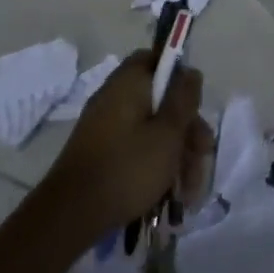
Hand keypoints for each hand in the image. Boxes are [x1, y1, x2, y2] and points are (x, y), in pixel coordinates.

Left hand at [39, 50, 212, 237]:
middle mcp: (115, 97)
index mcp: (128, 82)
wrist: (71, 215)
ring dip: (177, 153)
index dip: (180, 76)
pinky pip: (138, 147)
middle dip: (187, 128)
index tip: (196, 104)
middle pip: (161, 99)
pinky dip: (157, 164)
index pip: (156, 58)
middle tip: (202, 156)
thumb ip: (184, 99)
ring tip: (190, 189)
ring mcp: (106, 126)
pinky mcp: (103, 152)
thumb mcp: (168, 132)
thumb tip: (190, 71)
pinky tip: (172, 193)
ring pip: (153, 128)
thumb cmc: (128, 167)